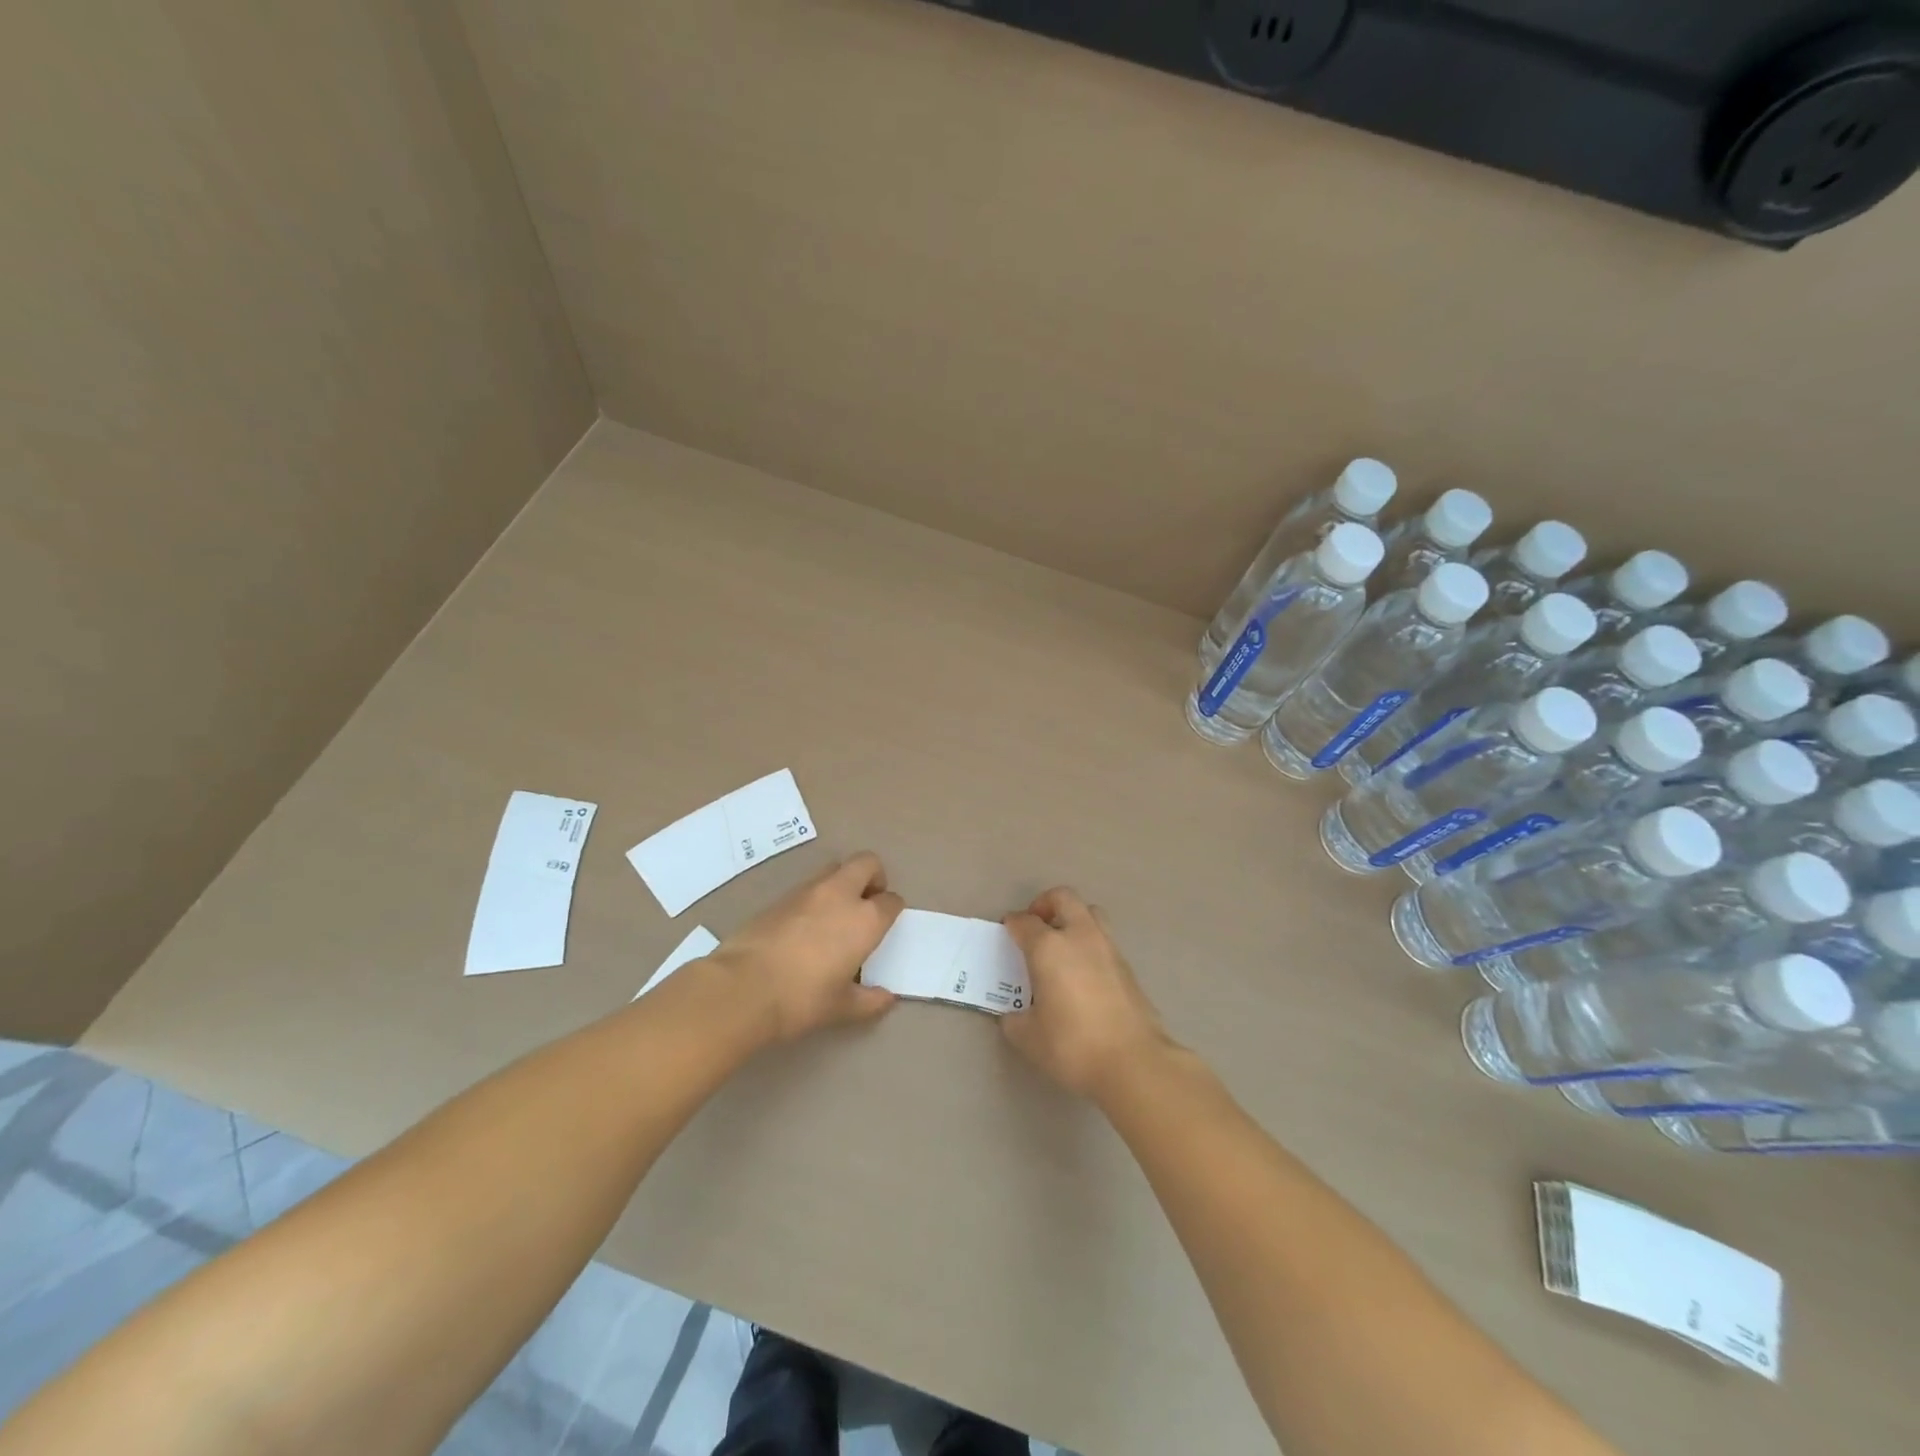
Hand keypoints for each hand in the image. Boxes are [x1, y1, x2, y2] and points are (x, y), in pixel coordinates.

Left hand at [711, 852, 904, 1041]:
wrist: (742, 988)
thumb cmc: (802, 1000)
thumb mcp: (841, 1008)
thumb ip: (869, 1001)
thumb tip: (886, 998)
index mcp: (865, 919)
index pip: (891, 901)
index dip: (892, 910)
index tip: (886, 925)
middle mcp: (840, 895)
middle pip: (867, 863)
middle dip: (873, 877)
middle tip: (867, 903)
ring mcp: (807, 891)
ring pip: (835, 869)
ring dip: (842, 883)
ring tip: (835, 916)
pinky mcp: (779, 896)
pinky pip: (807, 887)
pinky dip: (815, 897)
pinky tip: (805, 927)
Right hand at [1000, 887, 1172, 1098]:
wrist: (1134, 1062)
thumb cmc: (1073, 1045)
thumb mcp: (1029, 1038)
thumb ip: (1015, 1020)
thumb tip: (1014, 1015)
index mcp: (1049, 947)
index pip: (1025, 922)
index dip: (1012, 924)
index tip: (1007, 931)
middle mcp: (1079, 936)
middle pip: (1063, 898)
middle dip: (1045, 904)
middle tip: (1036, 926)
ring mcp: (1108, 947)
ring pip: (1090, 912)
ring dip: (1073, 918)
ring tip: (1062, 945)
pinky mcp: (1127, 965)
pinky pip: (1104, 939)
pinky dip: (1090, 944)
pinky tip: (1083, 972)